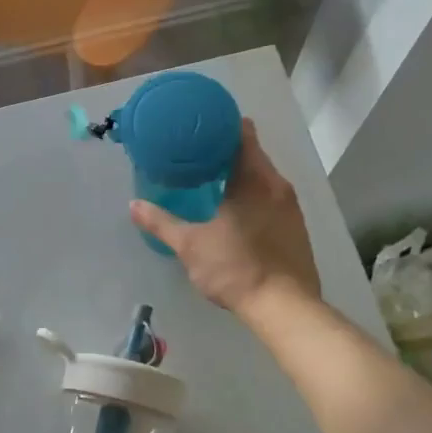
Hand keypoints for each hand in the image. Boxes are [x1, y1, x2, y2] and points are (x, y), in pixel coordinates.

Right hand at [130, 119, 320, 314]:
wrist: (284, 307)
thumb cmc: (235, 268)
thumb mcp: (190, 246)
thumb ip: (162, 223)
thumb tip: (134, 205)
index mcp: (254, 179)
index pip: (243, 135)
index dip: (222, 126)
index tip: (201, 127)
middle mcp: (277, 185)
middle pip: (254, 155)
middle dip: (228, 153)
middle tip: (197, 156)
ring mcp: (291, 208)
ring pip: (265, 179)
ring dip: (242, 176)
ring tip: (214, 182)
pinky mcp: (297, 228)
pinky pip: (273, 199)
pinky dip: (255, 196)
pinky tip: (238, 212)